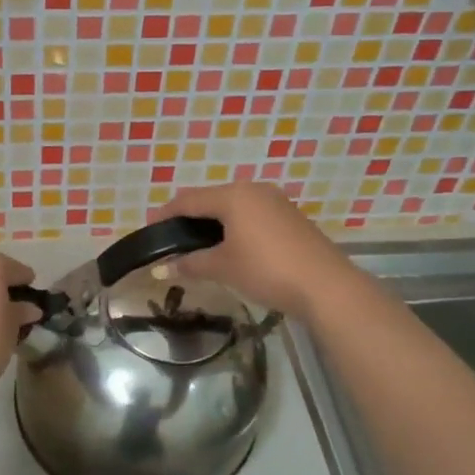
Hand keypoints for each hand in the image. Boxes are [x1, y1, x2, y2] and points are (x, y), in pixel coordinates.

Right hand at [147, 182, 357, 317]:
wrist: (325, 285)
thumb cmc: (266, 270)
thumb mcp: (223, 267)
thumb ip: (190, 263)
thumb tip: (162, 269)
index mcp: (232, 195)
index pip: (188, 200)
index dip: (166, 214)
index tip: (150, 228)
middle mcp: (253, 189)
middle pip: (211, 198)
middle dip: (189, 216)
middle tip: (172, 237)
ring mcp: (275, 200)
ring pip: (233, 205)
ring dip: (213, 221)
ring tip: (198, 242)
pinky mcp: (290, 215)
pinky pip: (252, 213)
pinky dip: (235, 225)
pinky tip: (231, 244)